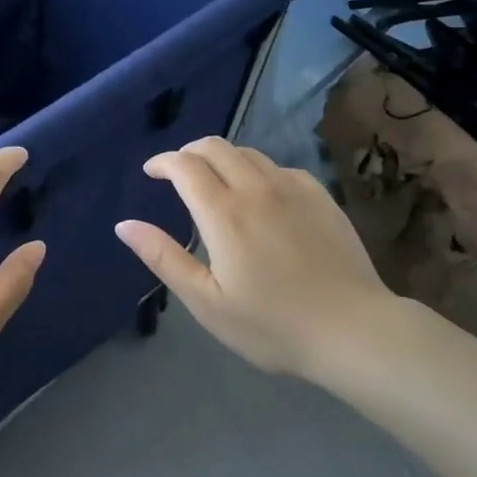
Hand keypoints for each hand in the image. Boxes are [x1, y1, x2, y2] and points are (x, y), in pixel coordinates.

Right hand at [115, 138, 403, 380]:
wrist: (352, 329)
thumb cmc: (272, 325)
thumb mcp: (207, 302)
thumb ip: (164, 258)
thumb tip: (124, 225)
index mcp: (224, 213)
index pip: (185, 165)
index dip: (162, 162)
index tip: (151, 172)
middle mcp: (257, 188)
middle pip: (215, 146)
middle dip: (188, 152)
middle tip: (177, 174)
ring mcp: (293, 188)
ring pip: (248, 153)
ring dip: (222, 159)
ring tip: (215, 183)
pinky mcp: (320, 196)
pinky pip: (279, 168)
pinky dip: (256, 171)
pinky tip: (260, 196)